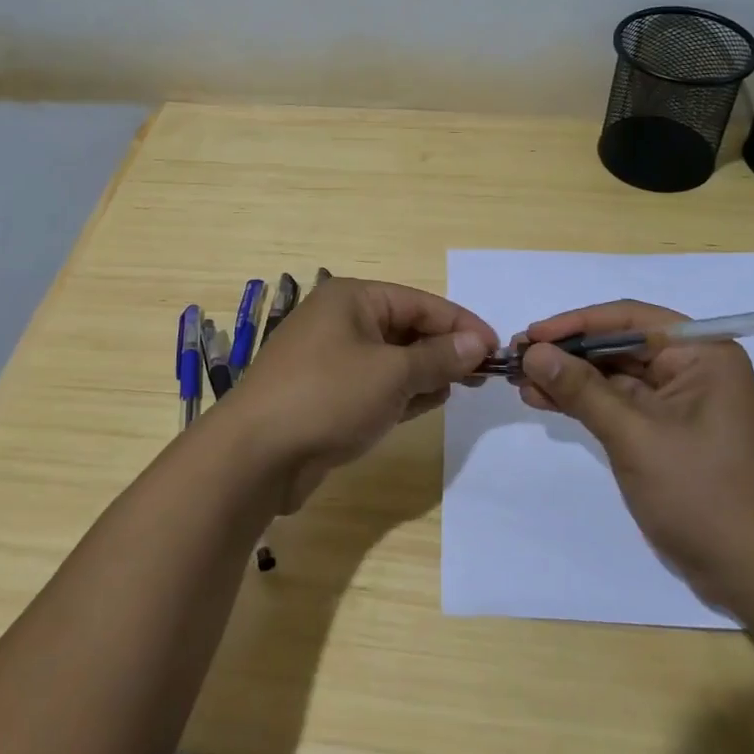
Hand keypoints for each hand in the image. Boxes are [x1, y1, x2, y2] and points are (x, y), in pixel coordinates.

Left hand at [226, 277, 496, 512]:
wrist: (256, 455)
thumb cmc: (328, 397)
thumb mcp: (392, 373)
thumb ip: (438, 357)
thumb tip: (478, 342)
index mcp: (352, 298)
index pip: (420, 302)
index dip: (461, 324)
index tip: (497, 349)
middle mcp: (340, 321)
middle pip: (405, 328)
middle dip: (444, 349)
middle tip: (483, 375)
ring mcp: (330, 359)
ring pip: (392, 358)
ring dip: (425, 371)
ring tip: (461, 388)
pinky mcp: (326, 394)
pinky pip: (375, 384)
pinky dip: (402, 391)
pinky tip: (429, 402)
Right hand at [516, 300, 753, 623]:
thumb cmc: (702, 495)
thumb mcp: (635, 436)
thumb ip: (582, 389)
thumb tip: (533, 352)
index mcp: (703, 354)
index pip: (630, 319)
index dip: (576, 323)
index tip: (531, 335)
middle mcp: (693, 369)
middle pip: (619, 344)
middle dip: (567, 353)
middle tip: (517, 359)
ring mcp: (679, 403)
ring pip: (613, 375)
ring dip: (568, 378)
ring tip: (521, 382)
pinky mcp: (665, 432)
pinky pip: (617, 404)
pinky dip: (582, 402)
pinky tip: (543, 401)